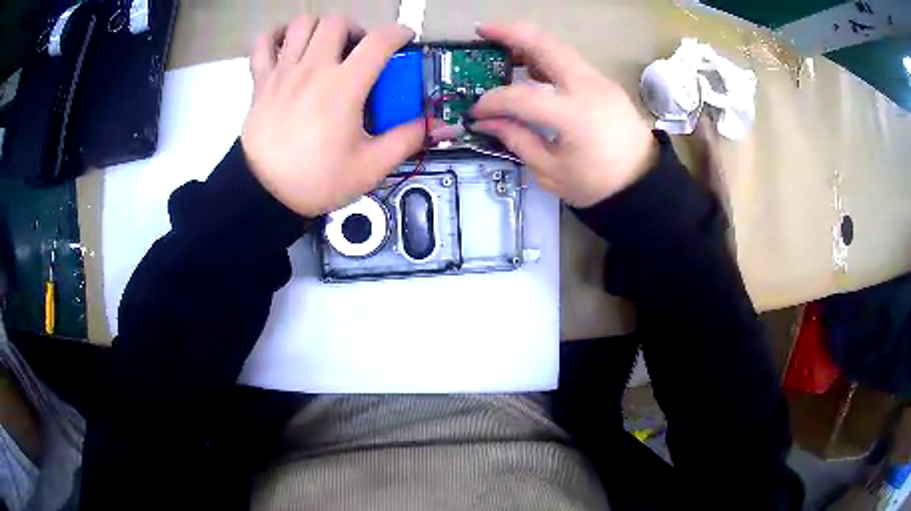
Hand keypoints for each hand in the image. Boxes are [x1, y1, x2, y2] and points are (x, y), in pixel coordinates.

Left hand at [241, 15, 423, 216]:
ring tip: (325, 46)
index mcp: (344, 86)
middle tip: (358, 50)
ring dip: (319, 28)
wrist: (264, 196)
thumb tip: (433, 125)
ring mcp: (284, 72)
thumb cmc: (316, 180)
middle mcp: (313, 69)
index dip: (399, 33)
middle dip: (355, 29)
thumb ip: (406, 140)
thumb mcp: (370, 167)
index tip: (404, 39)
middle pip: (337, 22)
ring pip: (302, 24)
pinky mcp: (261, 82)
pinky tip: (287, 46)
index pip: (379, 41)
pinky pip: (263, 43)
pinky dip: (275, 37)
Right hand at [471, 23, 656, 207]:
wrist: (643, 184)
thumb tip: (486, 122)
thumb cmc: (597, 185)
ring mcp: (599, 80)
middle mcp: (587, 87)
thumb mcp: (551, 172)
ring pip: (559, 47)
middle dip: (510, 32)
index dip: (492, 101)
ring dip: (529, 41)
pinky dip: (547, 55)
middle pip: (545, 45)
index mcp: (573, 115)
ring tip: (504, 45)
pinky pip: (570, 60)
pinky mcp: (605, 82)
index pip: (520, 96)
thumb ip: (517, 140)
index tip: (476, 111)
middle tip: (482, 29)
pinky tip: (533, 66)